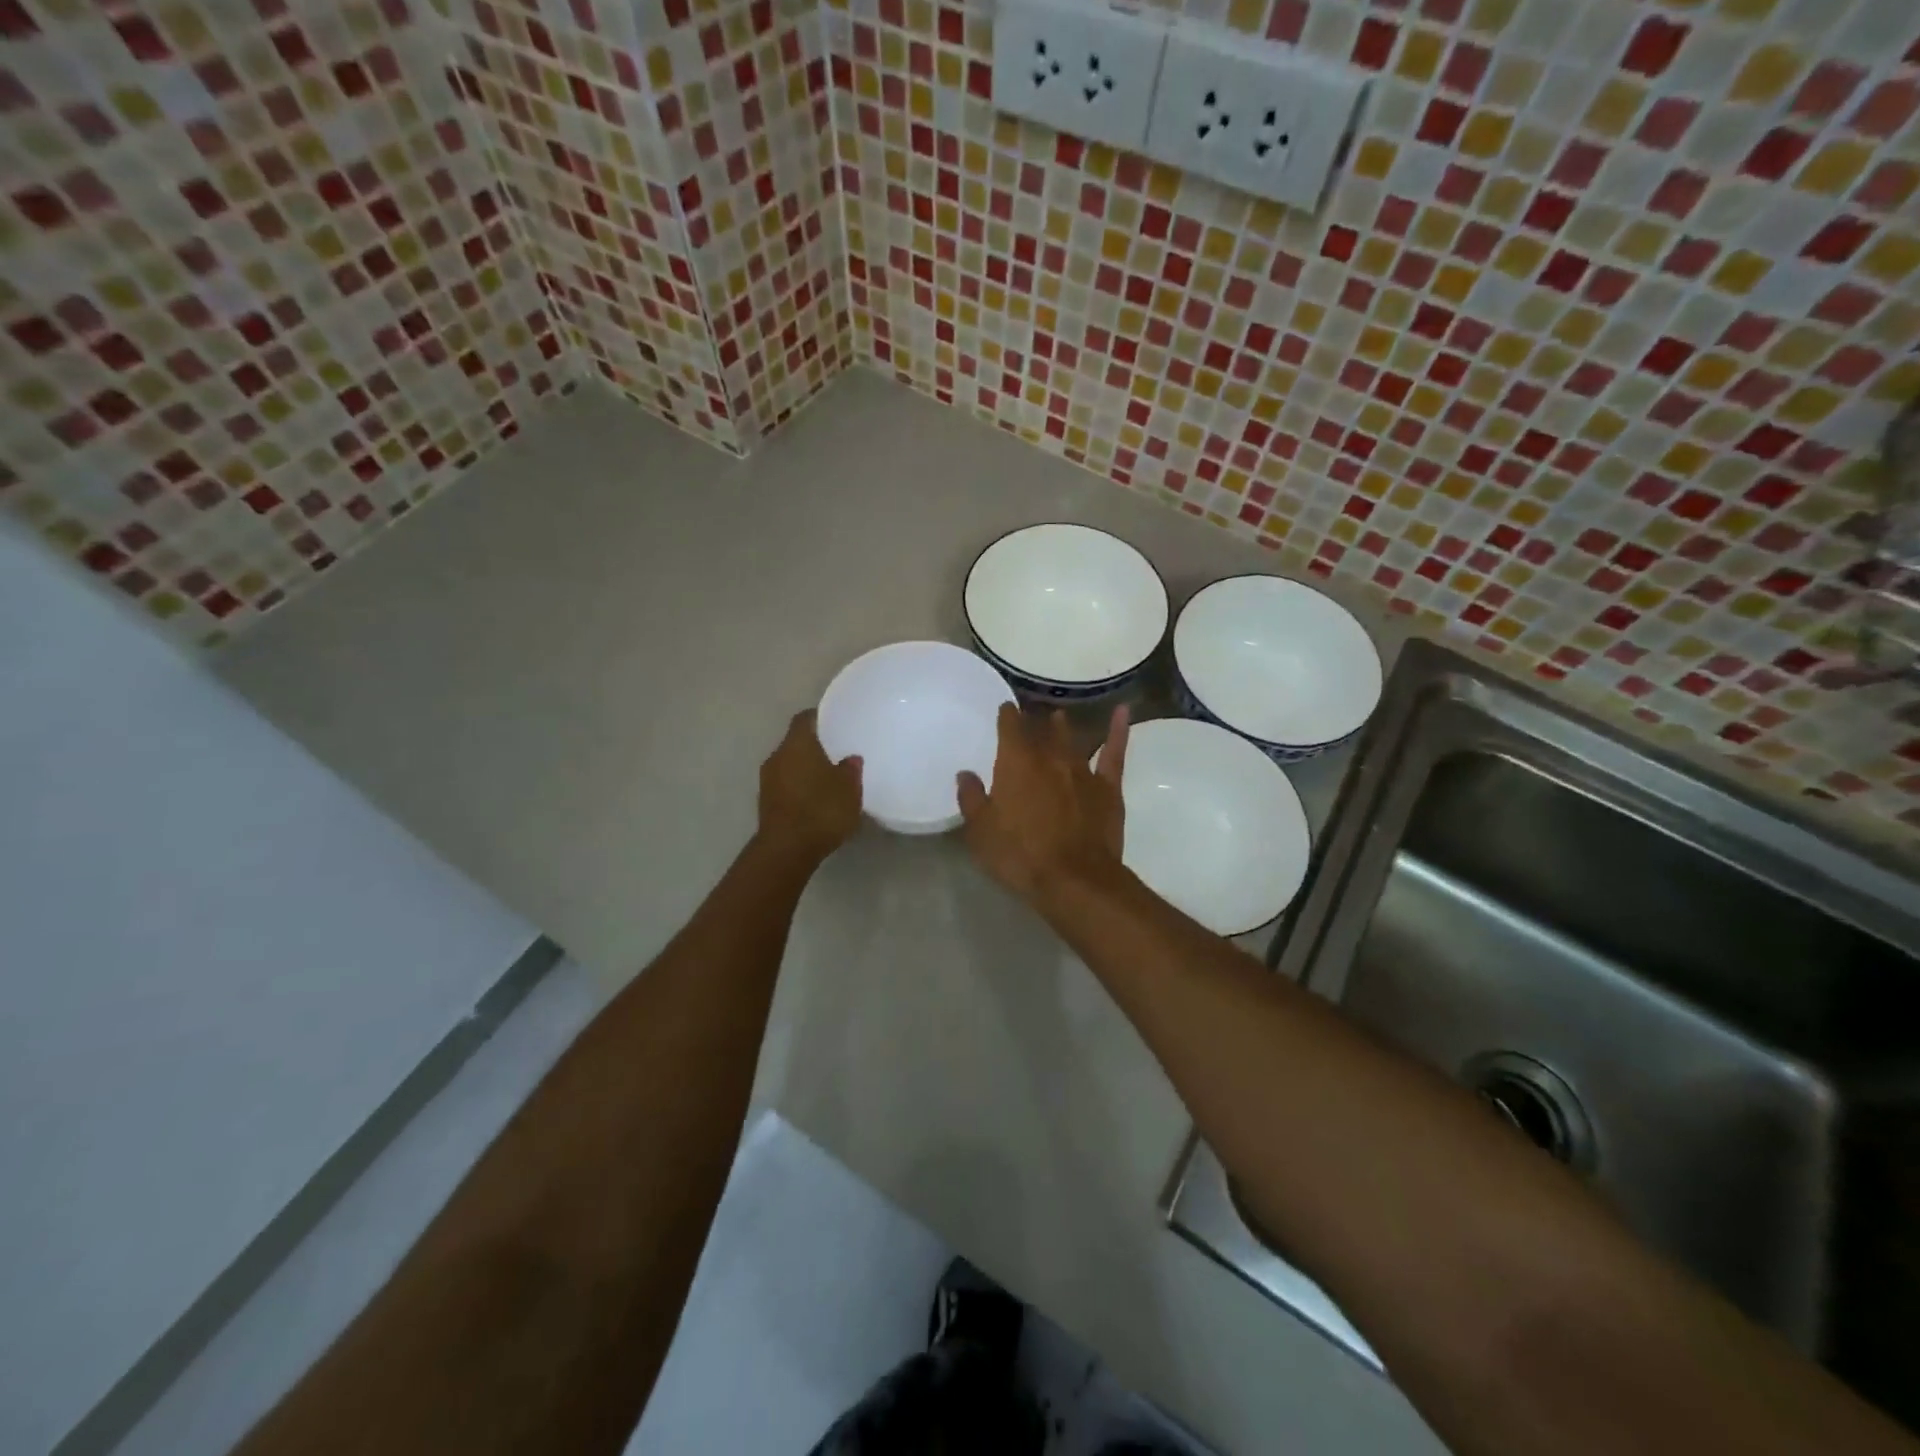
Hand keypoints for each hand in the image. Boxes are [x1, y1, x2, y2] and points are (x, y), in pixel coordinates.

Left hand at [757, 710, 862, 861]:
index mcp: (797, 744)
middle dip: (814, 745)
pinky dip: (798, 786)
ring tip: (828, 777)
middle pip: (795, 742)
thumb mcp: (849, 788)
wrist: (787, 849)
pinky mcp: (765, 803)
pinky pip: (785, 785)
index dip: (819, 717)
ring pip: (789, 764)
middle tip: (836, 751)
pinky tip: (815, 798)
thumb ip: (850, 769)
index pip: (804, 718)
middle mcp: (777, 756)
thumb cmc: (821, 809)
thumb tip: (850, 758)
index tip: (834, 721)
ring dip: (805, 768)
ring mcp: (767, 780)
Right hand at [957, 702, 1128, 901]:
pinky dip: (1118, 730)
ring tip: (1058, 716)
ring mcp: (1082, 770)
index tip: (1004, 709)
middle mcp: (1049, 756)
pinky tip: (1122, 712)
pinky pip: (1113, 752)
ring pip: (1071, 739)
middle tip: (1028, 715)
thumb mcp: (981, 832)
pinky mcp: (1108, 787)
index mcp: (1016, 762)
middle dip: (1033, 720)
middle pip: (1040, 730)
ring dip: (1062, 726)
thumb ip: (972, 798)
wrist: (1075, 879)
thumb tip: (965, 774)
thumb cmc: (1020, 855)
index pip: (1010, 726)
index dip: (1006, 715)